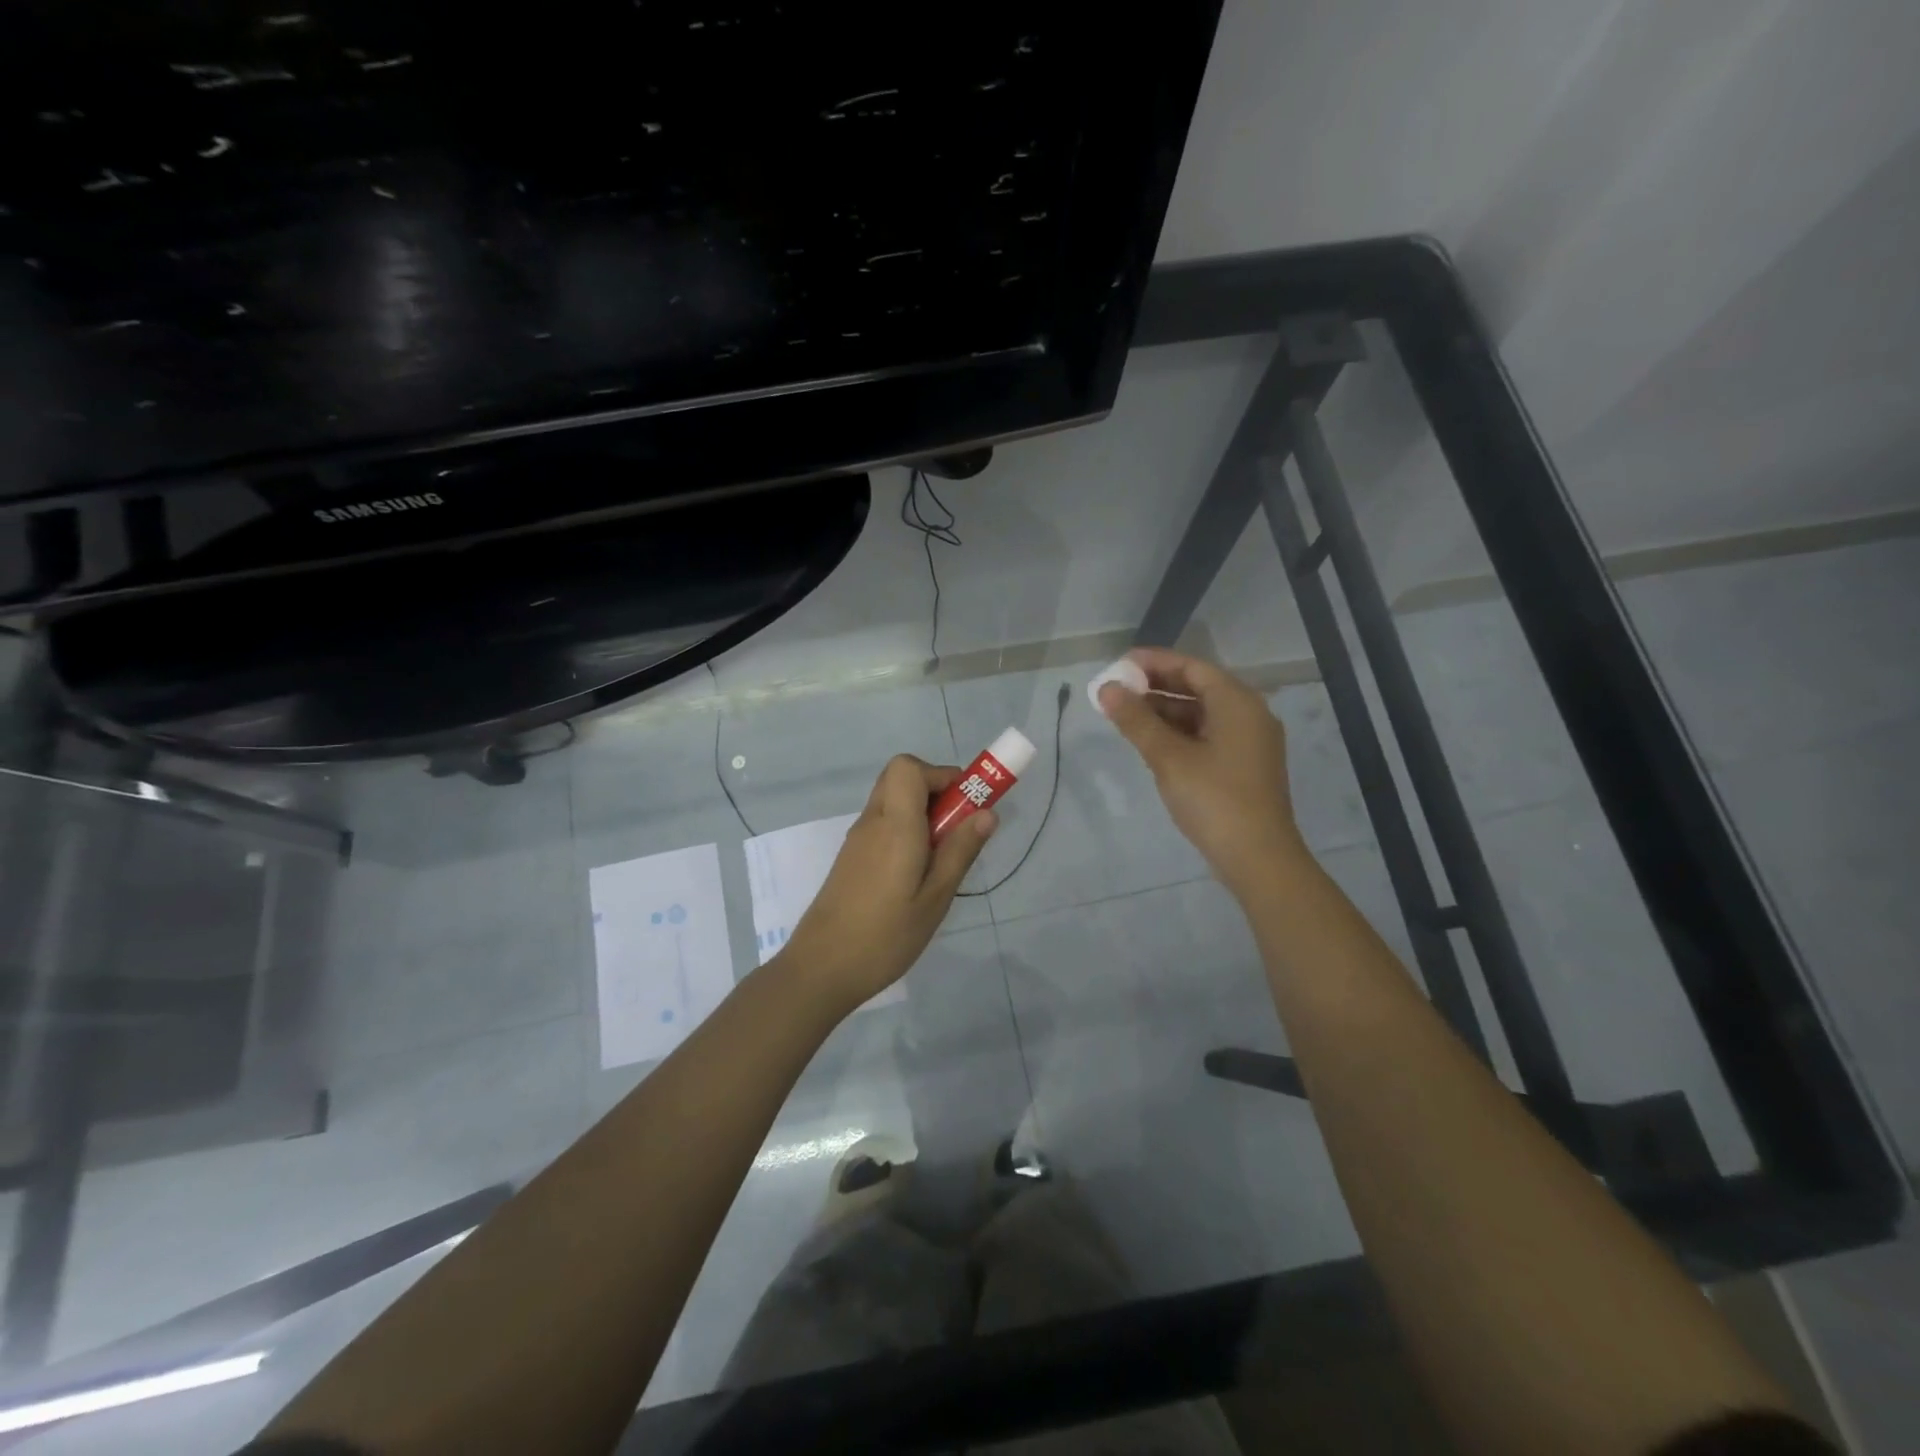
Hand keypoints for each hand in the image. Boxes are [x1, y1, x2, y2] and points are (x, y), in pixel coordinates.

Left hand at [775, 756, 996, 1013]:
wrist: (822, 968)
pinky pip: (883, 824)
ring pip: (892, 801)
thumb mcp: (935, 898)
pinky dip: (905, 830)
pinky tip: (916, 874)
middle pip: (900, 777)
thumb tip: (988, 812)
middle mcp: (872, 822)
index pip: (909, 767)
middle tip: (957, 828)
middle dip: (935, 790)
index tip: (967, 805)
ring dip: (921, 812)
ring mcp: (857, 839)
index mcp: (894, 824)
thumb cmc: (886, 936)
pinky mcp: (852, 858)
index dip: (941, 775)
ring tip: (941, 857)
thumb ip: (960, 850)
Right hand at [1098, 648, 1304, 897]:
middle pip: (1198, 688)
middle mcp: (1248, 715)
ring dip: (1164, 711)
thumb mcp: (1168, 757)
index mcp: (1237, 703)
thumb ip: (1136, 720)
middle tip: (1116, 690)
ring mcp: (1248, 742)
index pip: (1192, 667)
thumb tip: (1107, 689)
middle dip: (1156, 687)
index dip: (1154, 662)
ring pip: (1200, 714)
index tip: (1119, 664)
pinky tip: (1150, 742)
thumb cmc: (1214, 800)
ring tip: (1124, 715)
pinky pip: (1207, 735)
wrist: (1258, 858)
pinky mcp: (1243, 766)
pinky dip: (1178, 733)